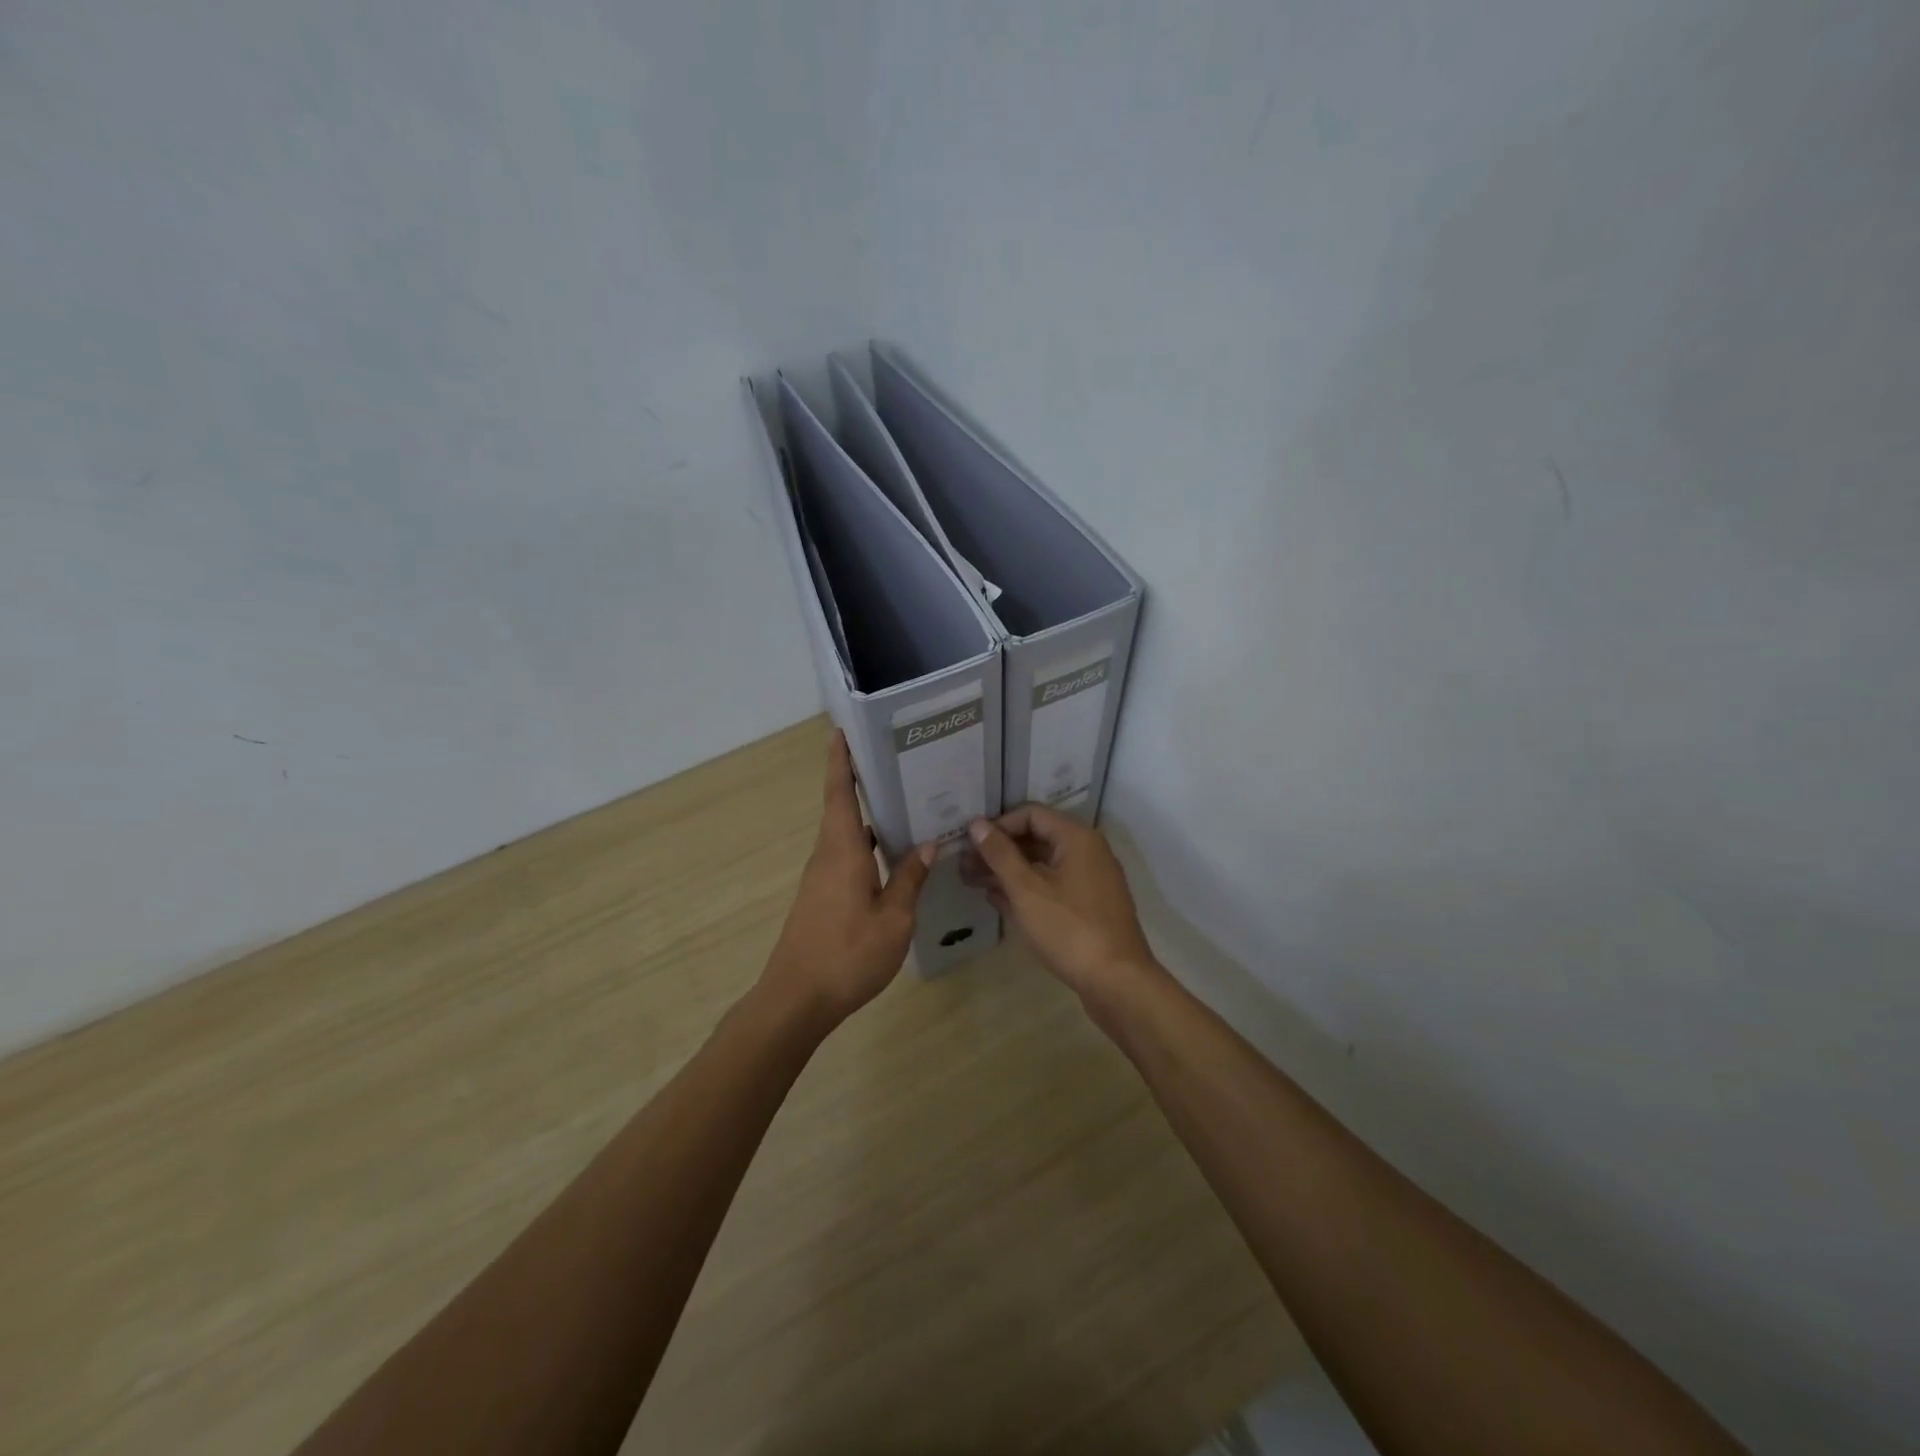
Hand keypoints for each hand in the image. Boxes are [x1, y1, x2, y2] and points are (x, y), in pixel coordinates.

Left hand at [763, 730, 934, 1026]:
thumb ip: (910, 879)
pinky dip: (866, 846)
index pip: (839, 792)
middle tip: (894, 763)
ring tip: (902, 805)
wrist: (796, 1000)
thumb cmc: (848, 954)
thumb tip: (928, 844)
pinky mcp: (820, 898)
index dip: (840, 760)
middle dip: (859, 782)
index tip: (841, 730)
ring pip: (845, 835)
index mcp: (843, 850)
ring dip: (867, 816)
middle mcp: (827, 856)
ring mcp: (820, 878)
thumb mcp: (894, 919)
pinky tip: (890, 857)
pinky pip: (845, 857)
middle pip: (841, 808)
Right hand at [963, 804, 1162, 1002]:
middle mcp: (1087, 852)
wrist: (1117, 981)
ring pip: (1042, 865)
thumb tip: (977, 823)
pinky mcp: (1088, 907)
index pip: (1030, 814)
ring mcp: (1090, 881)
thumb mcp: (1026, 889)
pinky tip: (997, 901)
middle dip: (999, 851)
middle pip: (1036, 839)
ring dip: (1008, 872)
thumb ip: (1000, 854)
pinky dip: (1026, 890)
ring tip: (972, 882)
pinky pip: (1052, 887)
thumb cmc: (1069, 928)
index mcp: (1076, 838)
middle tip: (964, 866)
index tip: (969, 843)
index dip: (998, 825)